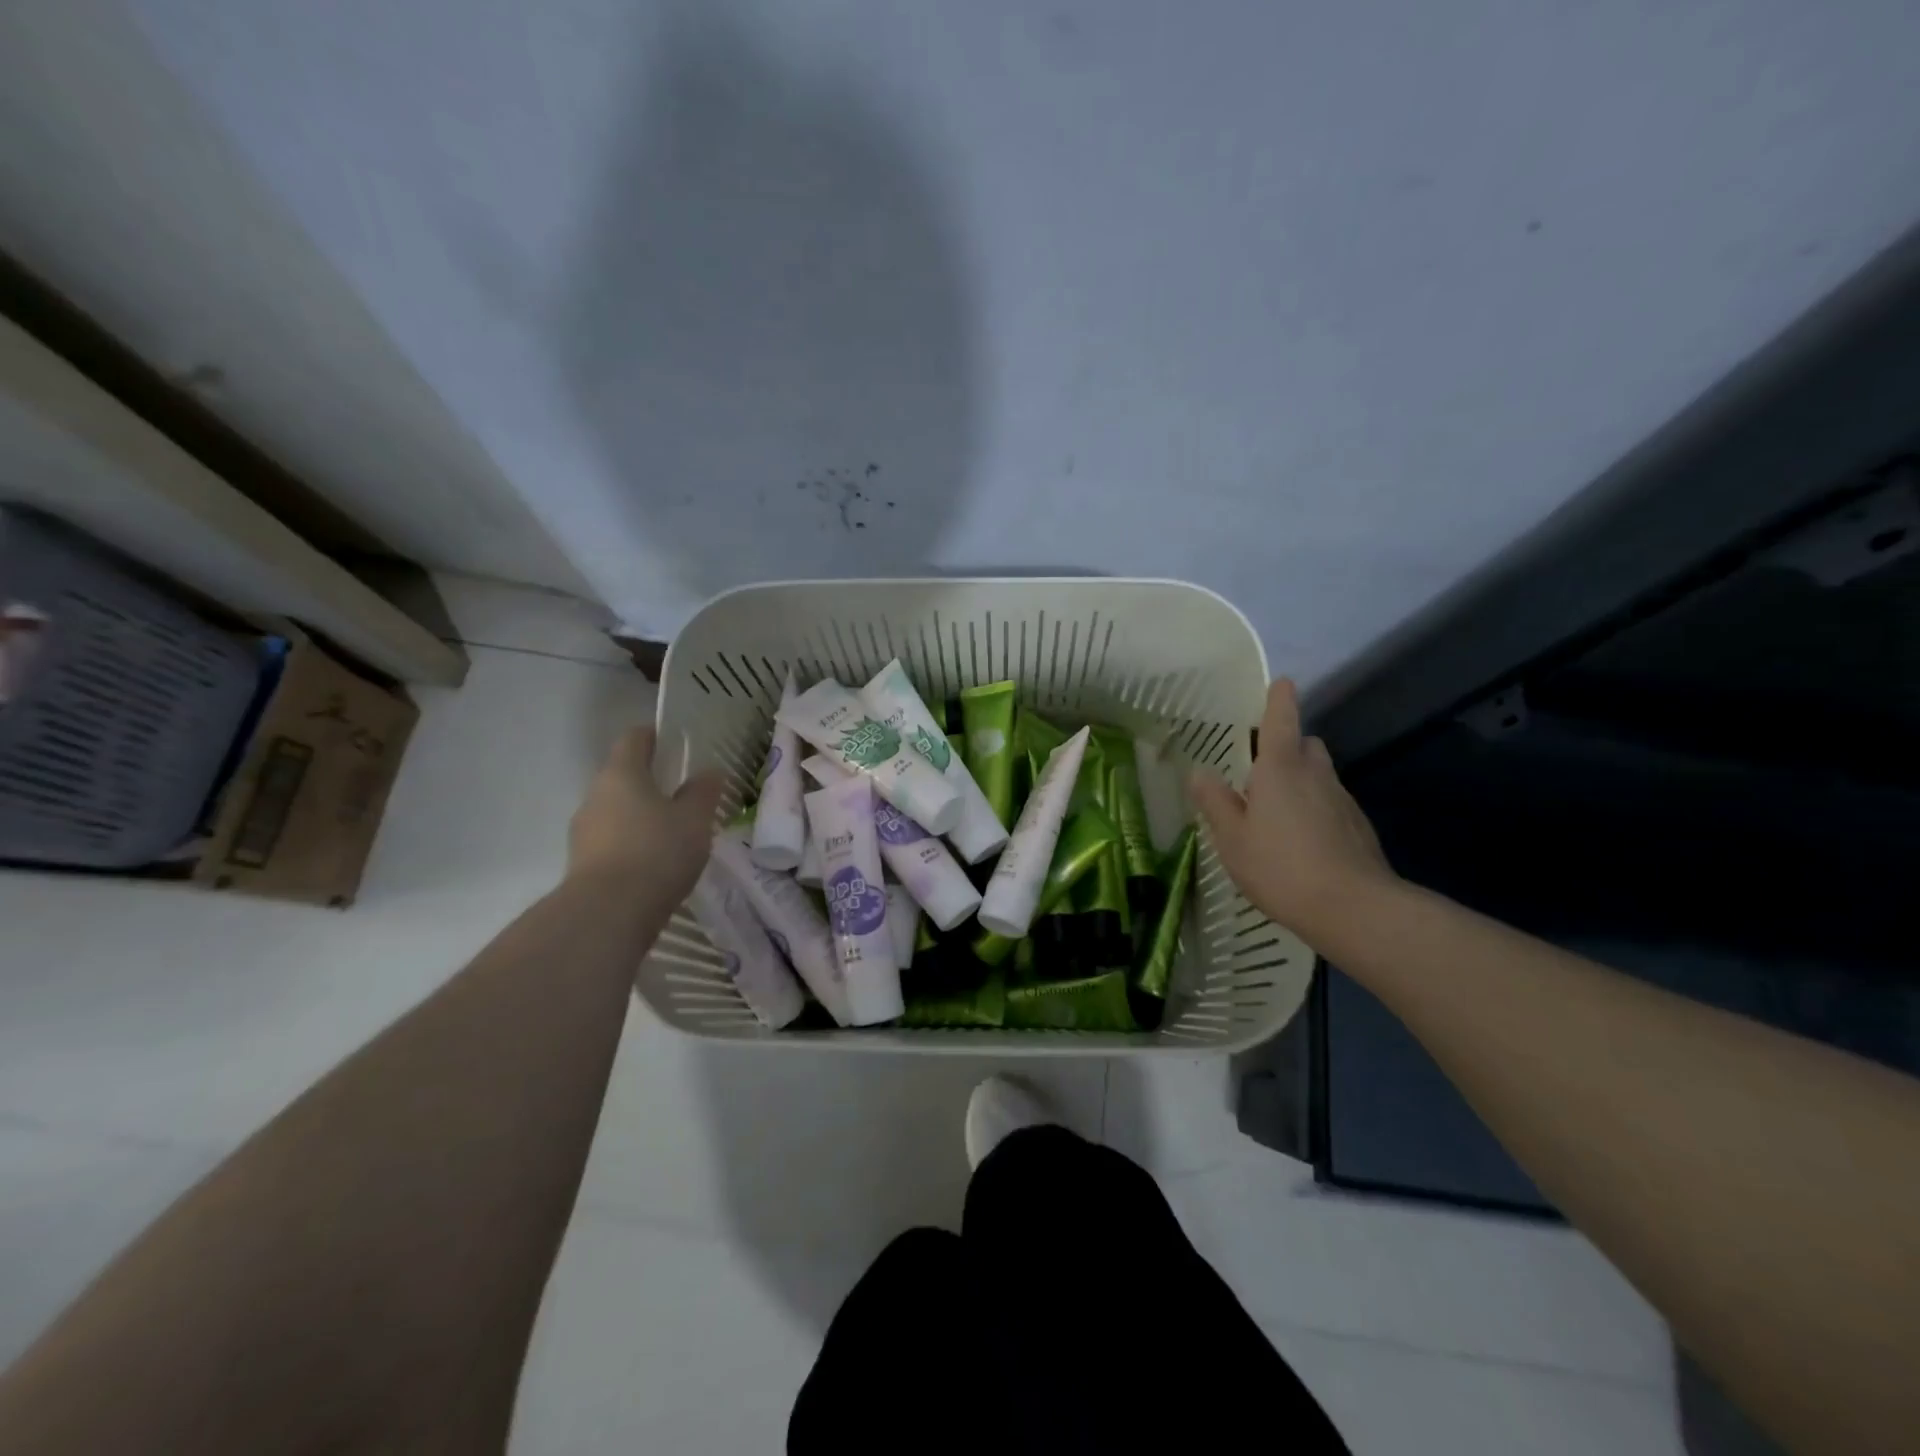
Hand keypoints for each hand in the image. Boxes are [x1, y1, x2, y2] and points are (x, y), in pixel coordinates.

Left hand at [568, 726, 724, 900]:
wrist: (607, 914)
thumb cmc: (656, 852)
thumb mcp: (694, 820)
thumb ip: (703, 792)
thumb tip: (709, 772)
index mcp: (622, 773)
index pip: (634, 738)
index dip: (656, 736)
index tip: (678, 744)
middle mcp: (596, 795)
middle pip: (623, 775)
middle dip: (651, 780)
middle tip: (684, 793)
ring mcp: (584, 830)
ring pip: (617, 810)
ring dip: (641, 815)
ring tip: (674, 832)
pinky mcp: (583, 863)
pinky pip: (612, 840)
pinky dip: (633, 843)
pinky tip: (656, 862)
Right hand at [1189, 679, 1397, 947]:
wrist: (1355, 908)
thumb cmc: (1281, 867)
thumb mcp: (1233, 838)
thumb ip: (1216, 802)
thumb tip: (1199, 771)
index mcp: (1281, 769)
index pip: (1281, 720)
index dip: (1279, 700)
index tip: (1281, 683)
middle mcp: (1316, 775)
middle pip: (1306, 745)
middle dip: (1287, 747)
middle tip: (1260, 771)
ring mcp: (1342, 800)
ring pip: (1320, 775)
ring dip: (1301, 781)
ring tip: (1276, 813)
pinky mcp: (1358, 827)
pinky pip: (1331, 804)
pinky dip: (1315, 809)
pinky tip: (1301, 842)